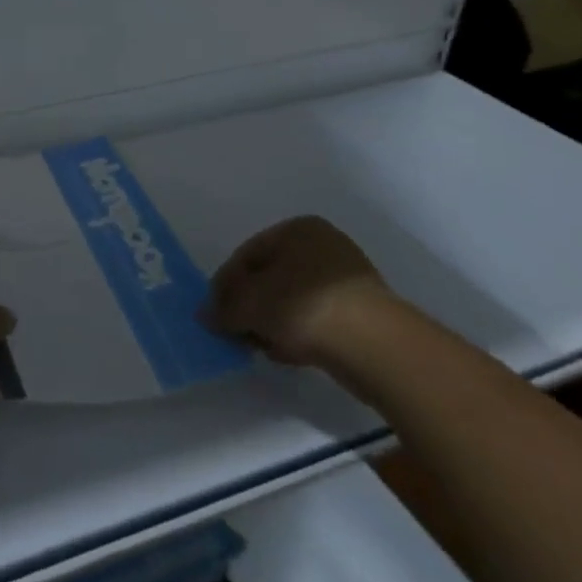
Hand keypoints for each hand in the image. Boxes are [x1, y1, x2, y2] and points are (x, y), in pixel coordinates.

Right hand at [204, 216, 395, 366]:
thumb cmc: (304, 306)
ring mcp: (349, 280)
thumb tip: (205, 315)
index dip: (226, 284)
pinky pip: (318, 319)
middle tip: (236, 332)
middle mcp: (325, 246)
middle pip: (271, 277)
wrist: (377, 348)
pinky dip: (299, 333)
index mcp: (298, 228)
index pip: (247, 254)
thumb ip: (223, 308)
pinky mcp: (364, 314)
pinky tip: (289, 353)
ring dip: (273, 322)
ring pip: (293, 300)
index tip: (215, 313)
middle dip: (251, 305)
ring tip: (261, 347)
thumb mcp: (250, 304)